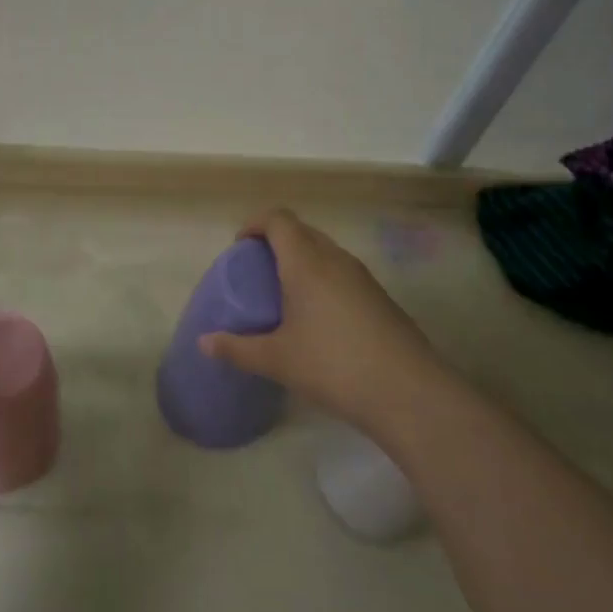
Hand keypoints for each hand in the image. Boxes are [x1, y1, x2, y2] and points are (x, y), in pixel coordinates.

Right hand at [200, 209, 443, 436]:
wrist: (408, 392)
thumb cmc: (333, 365)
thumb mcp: (277, 360)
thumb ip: (237, 348)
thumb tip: (204, 342)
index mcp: (306, 262)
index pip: (279, 220)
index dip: (255, 224)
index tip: (239, 246)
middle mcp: (336, 259)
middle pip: (303, 231)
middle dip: (277, 241)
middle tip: (257, 271)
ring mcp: (363, 277)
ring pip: (326, 251)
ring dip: (302, 260)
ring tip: (285, 293)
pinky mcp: (380, 298)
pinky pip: (343, 273)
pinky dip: (323, 279)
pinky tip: (319, 318)